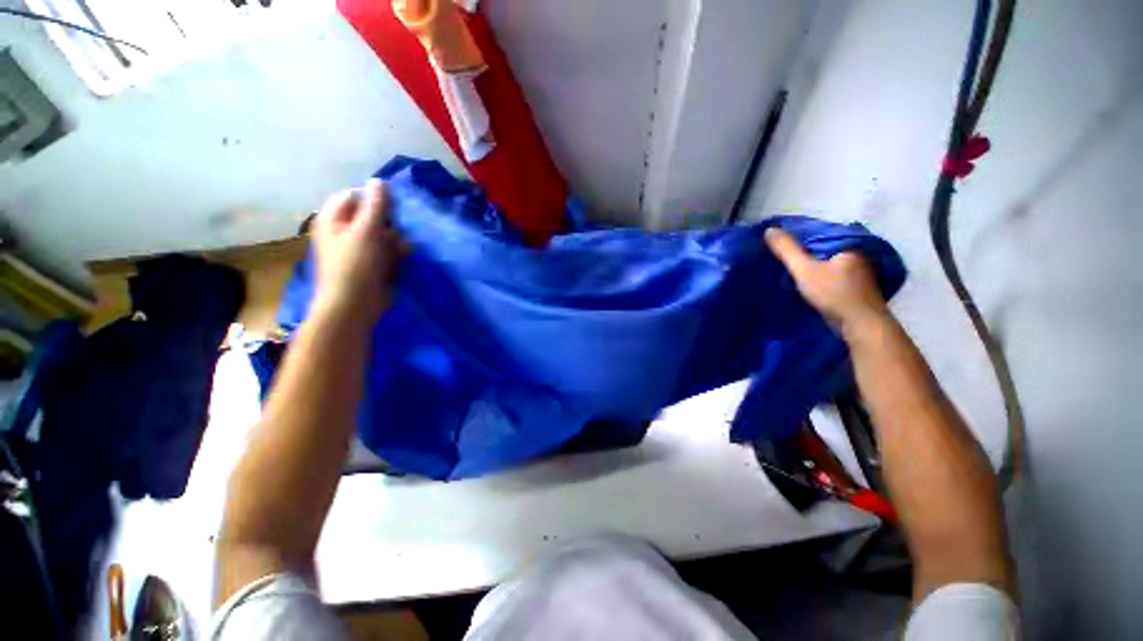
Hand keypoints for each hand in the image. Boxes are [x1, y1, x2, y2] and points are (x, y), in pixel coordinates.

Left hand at [311, 179, 406, 320]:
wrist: (354, 305)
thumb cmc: (356, 266)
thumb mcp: (367, 231)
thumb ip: (375, 206)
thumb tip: (379, 181)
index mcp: (333, 219)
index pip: (354, 196)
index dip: (374, 200)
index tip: (391, 210)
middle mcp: (343, 230)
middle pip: (370, 216)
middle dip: (387, 224)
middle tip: (394, 234)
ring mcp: (358, 248)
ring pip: (382, 234)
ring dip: (394, 240)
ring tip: (398, 251)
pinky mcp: (371, 263)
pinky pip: (386, 250)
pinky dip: (394, 253)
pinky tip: (399, 259)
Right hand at [765, 227, 888, 334]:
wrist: (861, 324)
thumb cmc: (834, 293)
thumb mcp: (804, 269)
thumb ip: (787, 250)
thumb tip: (769, 229)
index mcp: (848, 242)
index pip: (817, 232)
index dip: (795, 236)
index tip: (776, 243)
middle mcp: (856, 252)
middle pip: (821, 247)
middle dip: (802, 250)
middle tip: (778, 255)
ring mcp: (858, 269)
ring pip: (826, 260)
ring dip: (810, 263)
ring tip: (787, 267)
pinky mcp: (855, 284)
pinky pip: (831, 272)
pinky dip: (818, 273)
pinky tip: (805, 279)